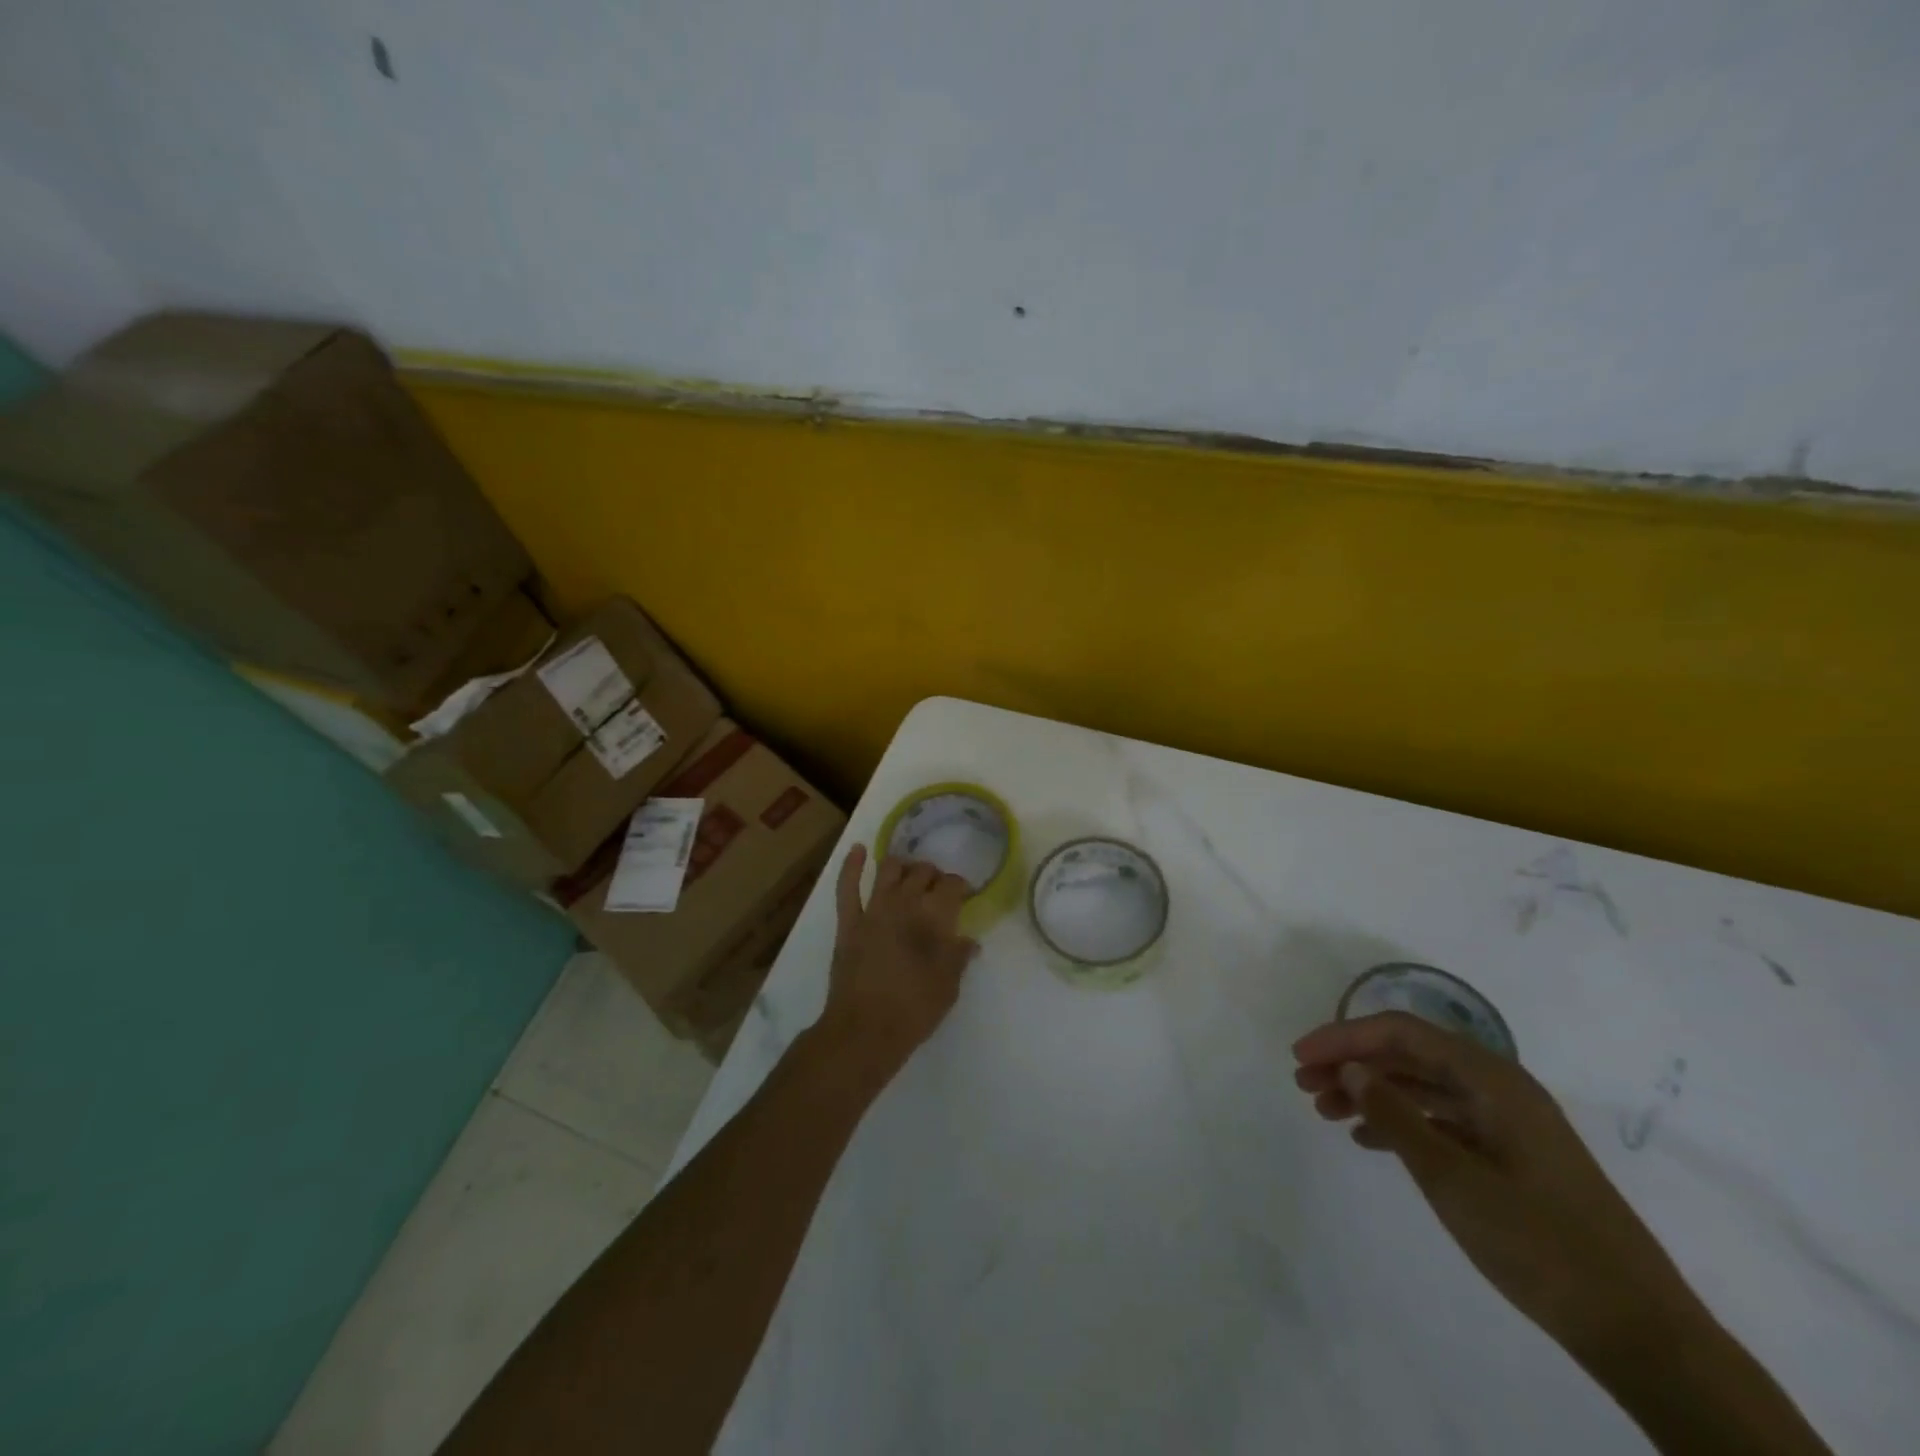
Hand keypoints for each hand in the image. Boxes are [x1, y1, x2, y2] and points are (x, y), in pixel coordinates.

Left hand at [816, 845, 977, 1081]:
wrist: (865, 1029)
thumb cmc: (914, 1010)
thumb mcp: (949, 986)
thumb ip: (959, 957)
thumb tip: (969, 941)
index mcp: (934, 916)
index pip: (952, 885)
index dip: (960, 886)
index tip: (963, 896)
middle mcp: (905, 902)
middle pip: (922, 872)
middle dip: (933, 875)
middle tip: (938, 889)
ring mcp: (873, 909)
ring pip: (889, 870)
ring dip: (902, 865)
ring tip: (909, 871)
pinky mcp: (848, 922)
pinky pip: (847, 887)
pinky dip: (851, 865)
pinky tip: (857, 850)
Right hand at [1293, 1012, 1702, 1359]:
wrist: (1639, 1331)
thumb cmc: (1539, 1242)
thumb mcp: (1452, 1178)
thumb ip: (1395, 1116)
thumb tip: (1352, 1069)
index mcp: (1491, 1078)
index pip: (1400, 1032)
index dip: (1344, 1038)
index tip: (1299, 1057)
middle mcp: (1498, 1087)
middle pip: (1409, 1055)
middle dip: (1352, 1064)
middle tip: (1304, 1085)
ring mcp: (1507, 1122)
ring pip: (1421, 1086)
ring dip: (1371, 1093)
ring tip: (1325, 1111)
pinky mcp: (1511, 1155)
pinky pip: (1441, 1119)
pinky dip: (1400, 1122)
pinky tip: (1367, 1139)